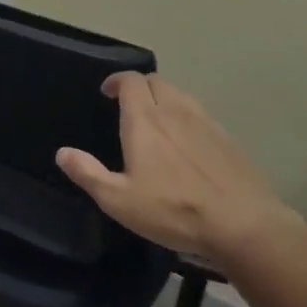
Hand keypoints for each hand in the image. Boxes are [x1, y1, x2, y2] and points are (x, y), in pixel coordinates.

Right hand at [55, 72, 297, 260]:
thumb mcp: (120, 200)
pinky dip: (188, 118)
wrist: (244, 225)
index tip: (108, 92)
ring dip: (165, 99)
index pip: (130, 81)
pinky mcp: (228, 139)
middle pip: (156, 82)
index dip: (117, 81)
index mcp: (145, 119)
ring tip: (158, 120)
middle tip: (130, 105)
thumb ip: (88, 173)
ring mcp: (206, 123)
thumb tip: (62, 152)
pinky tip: (188, 144)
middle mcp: (175, 111)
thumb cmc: (174, 210)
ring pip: (181, 96)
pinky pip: (202, 116)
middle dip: (140, 87)